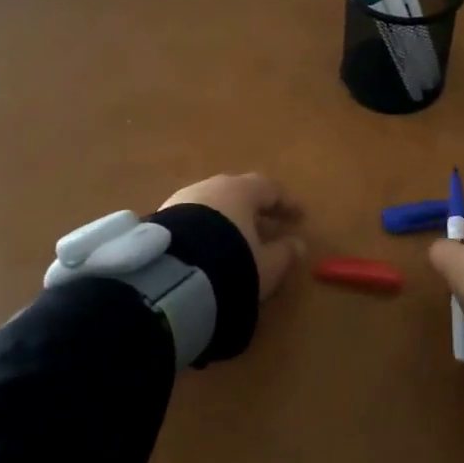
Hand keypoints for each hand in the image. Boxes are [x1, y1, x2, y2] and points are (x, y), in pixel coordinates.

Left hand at [160, 173, 305, 301]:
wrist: (170, 275)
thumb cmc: (230, 262)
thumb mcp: (266, 266)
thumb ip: (284, 253)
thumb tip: (297, 244)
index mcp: (242, 191)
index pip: (271, 189)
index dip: (288, 204)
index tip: (301, 217)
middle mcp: (213, 187)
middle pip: (240, 192)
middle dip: (256, 207)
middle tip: (268, 223)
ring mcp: (184, 199)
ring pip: (214, 203)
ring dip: (228, 217)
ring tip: (237, 237)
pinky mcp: (162, 217)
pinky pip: (193, 217)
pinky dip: (207, 228)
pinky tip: (208, 246)